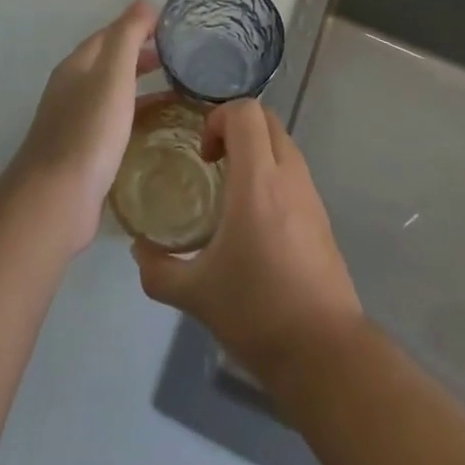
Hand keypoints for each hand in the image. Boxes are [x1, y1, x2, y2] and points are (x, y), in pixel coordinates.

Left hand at [5, 1, 158, 254]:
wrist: (57, 198)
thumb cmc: (89, 130)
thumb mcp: (113, 74)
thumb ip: (127, 36)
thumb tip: (143, 2)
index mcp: (77, 65)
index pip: (110, 33)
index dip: (138, 26)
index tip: (173, 27)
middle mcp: (72, 88)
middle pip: (110, 61)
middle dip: (142, 54)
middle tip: (180, 57)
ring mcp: (76, 121)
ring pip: (113, 92)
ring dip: (141, 84)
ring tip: (178, 89)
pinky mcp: (84, 151)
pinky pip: (115, 121)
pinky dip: (137, 114)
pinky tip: (158, 127)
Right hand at [132, 101, 363, 387]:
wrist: (325, 353)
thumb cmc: (257, 312)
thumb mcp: (195, 294)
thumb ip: (158, 269)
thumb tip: (139, 250)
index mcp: (258, 180)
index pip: (245, 112)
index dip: (218, 118)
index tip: (202, 155)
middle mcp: (288, 175)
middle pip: (266, 119)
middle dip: (235, 127)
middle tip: (212, 163)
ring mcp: (310, 194)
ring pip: (283, 143)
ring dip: (255, 151)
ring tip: (229, 191)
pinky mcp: (322, 216)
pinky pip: (293, 172)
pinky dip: (271, 174)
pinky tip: (253, 220)